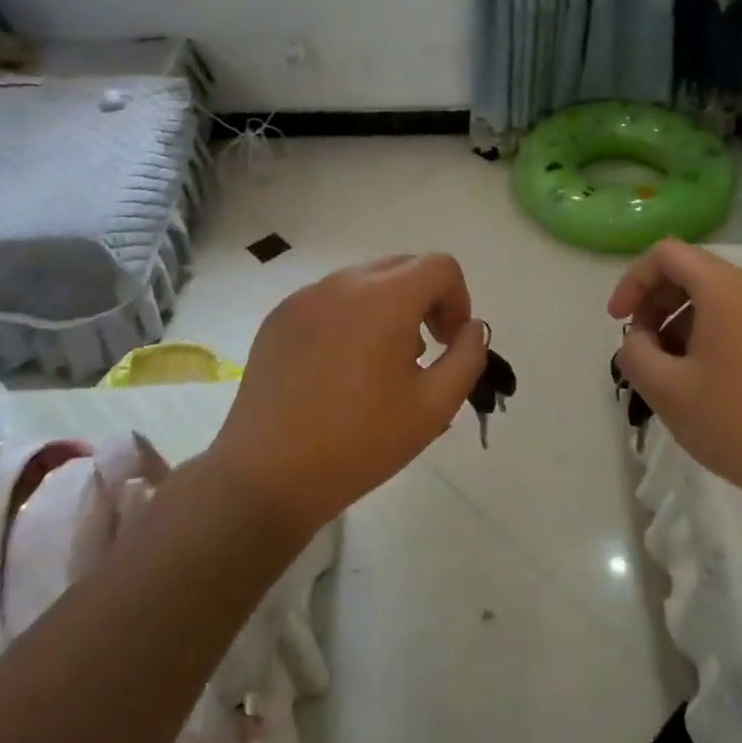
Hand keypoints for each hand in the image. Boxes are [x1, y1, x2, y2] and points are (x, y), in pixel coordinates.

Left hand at [201, 254, 488, 532]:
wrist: (268, 475)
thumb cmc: (360, 443)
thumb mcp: (435, 407)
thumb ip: (468, 357)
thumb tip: (473, 327)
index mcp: (384, 299)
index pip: (440, 267)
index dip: (458, 300)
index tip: (449, 343)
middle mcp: (342, 283)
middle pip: (403, 266)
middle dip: (426, 300)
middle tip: (424, 352)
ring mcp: (304, 298)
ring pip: (364, 281)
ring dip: (388, 308)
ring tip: (380, 364)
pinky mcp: (278, 318)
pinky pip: (329, 300)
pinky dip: (350, 318)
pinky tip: (340, 370)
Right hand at [608, 240, 741, 515]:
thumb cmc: (736, 421)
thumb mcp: (666, 389)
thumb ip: (634, 353)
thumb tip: (637, 340)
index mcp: (725, 290)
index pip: (667, 255)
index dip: (633, 281)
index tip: (617, 321)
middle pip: (692, 273)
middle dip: (655, 303)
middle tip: (640, 347)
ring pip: (715, 299)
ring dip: (679, 323)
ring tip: (666, 370)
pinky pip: (738, 322)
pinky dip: (707, 336)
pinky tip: (700, 382)